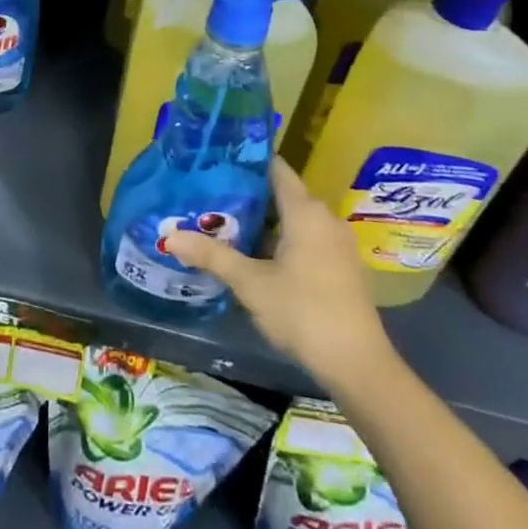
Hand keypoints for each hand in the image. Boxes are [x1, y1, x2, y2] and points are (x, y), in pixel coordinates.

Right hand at [165, 159, 394, 382]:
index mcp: (305, 211)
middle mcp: (325, 218)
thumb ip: (211, 255)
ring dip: (263, 222)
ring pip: (294, 220)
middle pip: (282, 194)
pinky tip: (256, 257)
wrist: (358, 366)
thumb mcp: (250, 283)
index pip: (275, 168)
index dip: (246, 162)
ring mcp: (337, 243)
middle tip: (209, 197)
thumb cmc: (302, 312)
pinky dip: (282, 241)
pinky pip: (307, 239)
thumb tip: (169, 237)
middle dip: (247, 196)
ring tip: (225, 226)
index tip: (216, 162)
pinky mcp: (342, 267)